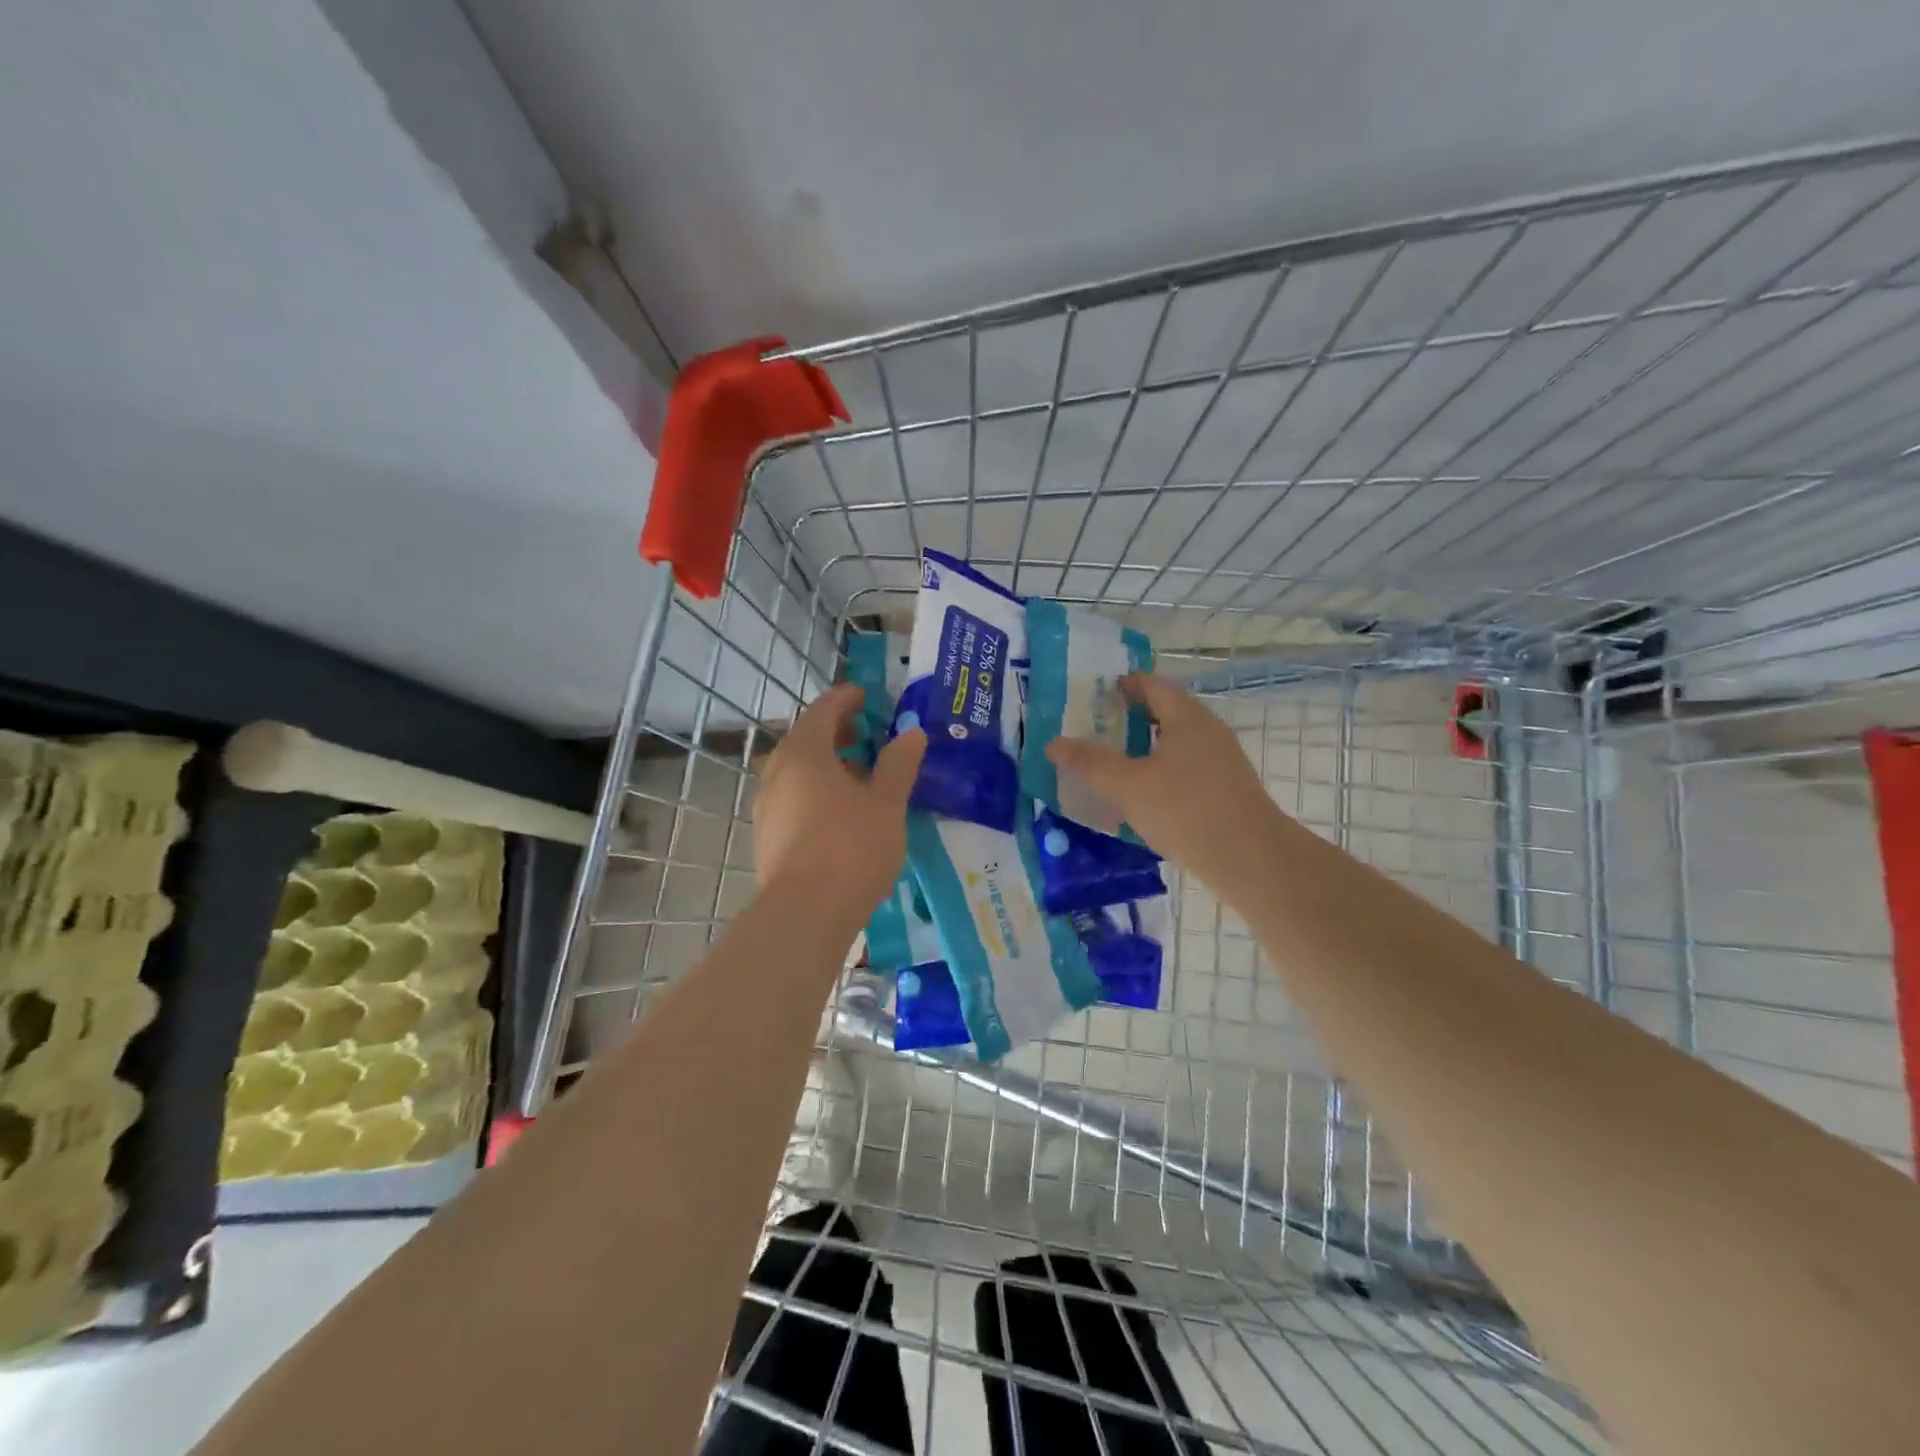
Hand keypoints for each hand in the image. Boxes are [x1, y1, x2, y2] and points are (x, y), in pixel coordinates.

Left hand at [754, 683, 926, 923]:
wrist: (806, 912)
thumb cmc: (851, 846)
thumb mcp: (886, 802)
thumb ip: (899, 763)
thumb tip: (912, 732)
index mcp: (805, 752)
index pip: (823, 710)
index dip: (846, 699)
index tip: (867, 695)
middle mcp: (778, 771)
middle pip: (806, 739)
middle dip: (837, 732)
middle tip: (869, 736)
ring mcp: (767, 805)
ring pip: (798, 771)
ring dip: (827, 764)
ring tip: (861, 777)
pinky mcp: (767, 836)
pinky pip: (793, 798)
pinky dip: (816, 791)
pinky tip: (841, 814)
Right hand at [1045, 673, 1280, 890]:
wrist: (1250, 859)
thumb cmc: (1186, 810)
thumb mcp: (1129, 785)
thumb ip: (1091, 763)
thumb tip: (1053, 743)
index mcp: (1188, 720)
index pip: (1155, 687)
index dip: (1129, 684)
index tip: (1105, 689)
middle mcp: (1209, 734)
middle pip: (1169, 714)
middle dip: (1136, 717)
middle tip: (1102, 725)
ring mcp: (1223, 764)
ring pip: (1179, 746)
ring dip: (1149, 748)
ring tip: (1117, 762)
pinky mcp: (1227, 793)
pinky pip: (1188, 771)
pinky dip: (1163, 773)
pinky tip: (1145, 796)